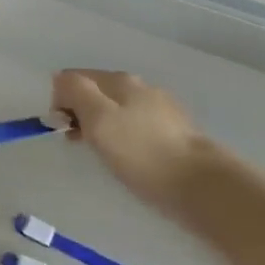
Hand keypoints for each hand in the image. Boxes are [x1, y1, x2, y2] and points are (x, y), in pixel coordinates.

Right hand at [50, 69, 221, 215]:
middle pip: (96, 92)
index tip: (63, 128)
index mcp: (119, 80)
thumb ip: (74, 90)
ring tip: (105, 154)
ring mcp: (162, 109)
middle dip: (80, 113)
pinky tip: (131, 158)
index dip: (61, 100)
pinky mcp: (177, 133)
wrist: (204, 187)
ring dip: (102, 126)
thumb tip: (61, 79)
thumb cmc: (142, 151)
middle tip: (80, 143)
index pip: (73, 77)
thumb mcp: (97, 117)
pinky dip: (125, 138)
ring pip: (116, 110)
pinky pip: (136, 127)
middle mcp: (141, 87)